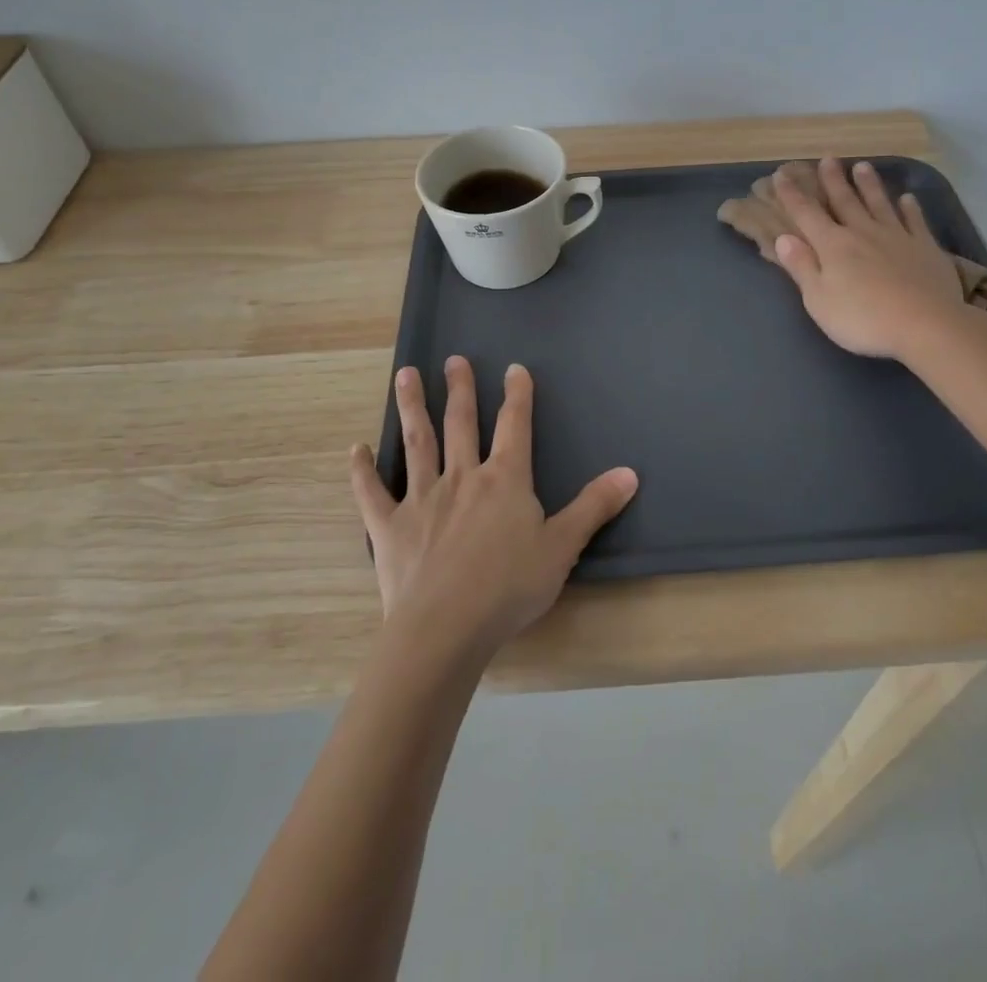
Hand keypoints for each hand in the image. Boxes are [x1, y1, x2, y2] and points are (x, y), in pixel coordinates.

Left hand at [349, 358, 637, 653]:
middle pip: (461, 424)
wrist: (446, 628)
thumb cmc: (509, 587)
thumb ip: (594, 507)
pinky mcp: (389, 527)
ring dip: (412, 407)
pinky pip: (372, 493)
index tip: (514, 368)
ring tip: (404, 375)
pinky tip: (356, 449)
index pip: (515, 426)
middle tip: (453, 359)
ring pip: (418, 443)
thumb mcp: (563, 547)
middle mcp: (463, 477)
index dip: (517, 396)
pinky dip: (362, 471)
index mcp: (505, 480)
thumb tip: (630, 473)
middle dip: (460, 389)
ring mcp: (422, 499)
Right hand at [770, 157, 966, 360]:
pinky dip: (910, 208)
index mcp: (833, 246)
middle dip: (833, 180)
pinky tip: (907, 199)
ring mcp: (897, 237)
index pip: (806, 214)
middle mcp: (863, 232)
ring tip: (862, 166)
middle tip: (828, 158)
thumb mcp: (819, 300)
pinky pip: (915, 221)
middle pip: (845, 201)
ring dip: (869, 185)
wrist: (926, 325)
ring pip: (879, 204)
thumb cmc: (863, 319)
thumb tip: (784, 237)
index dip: (792, 194)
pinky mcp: (925, 248)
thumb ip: (801, 267)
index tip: (781, 174)